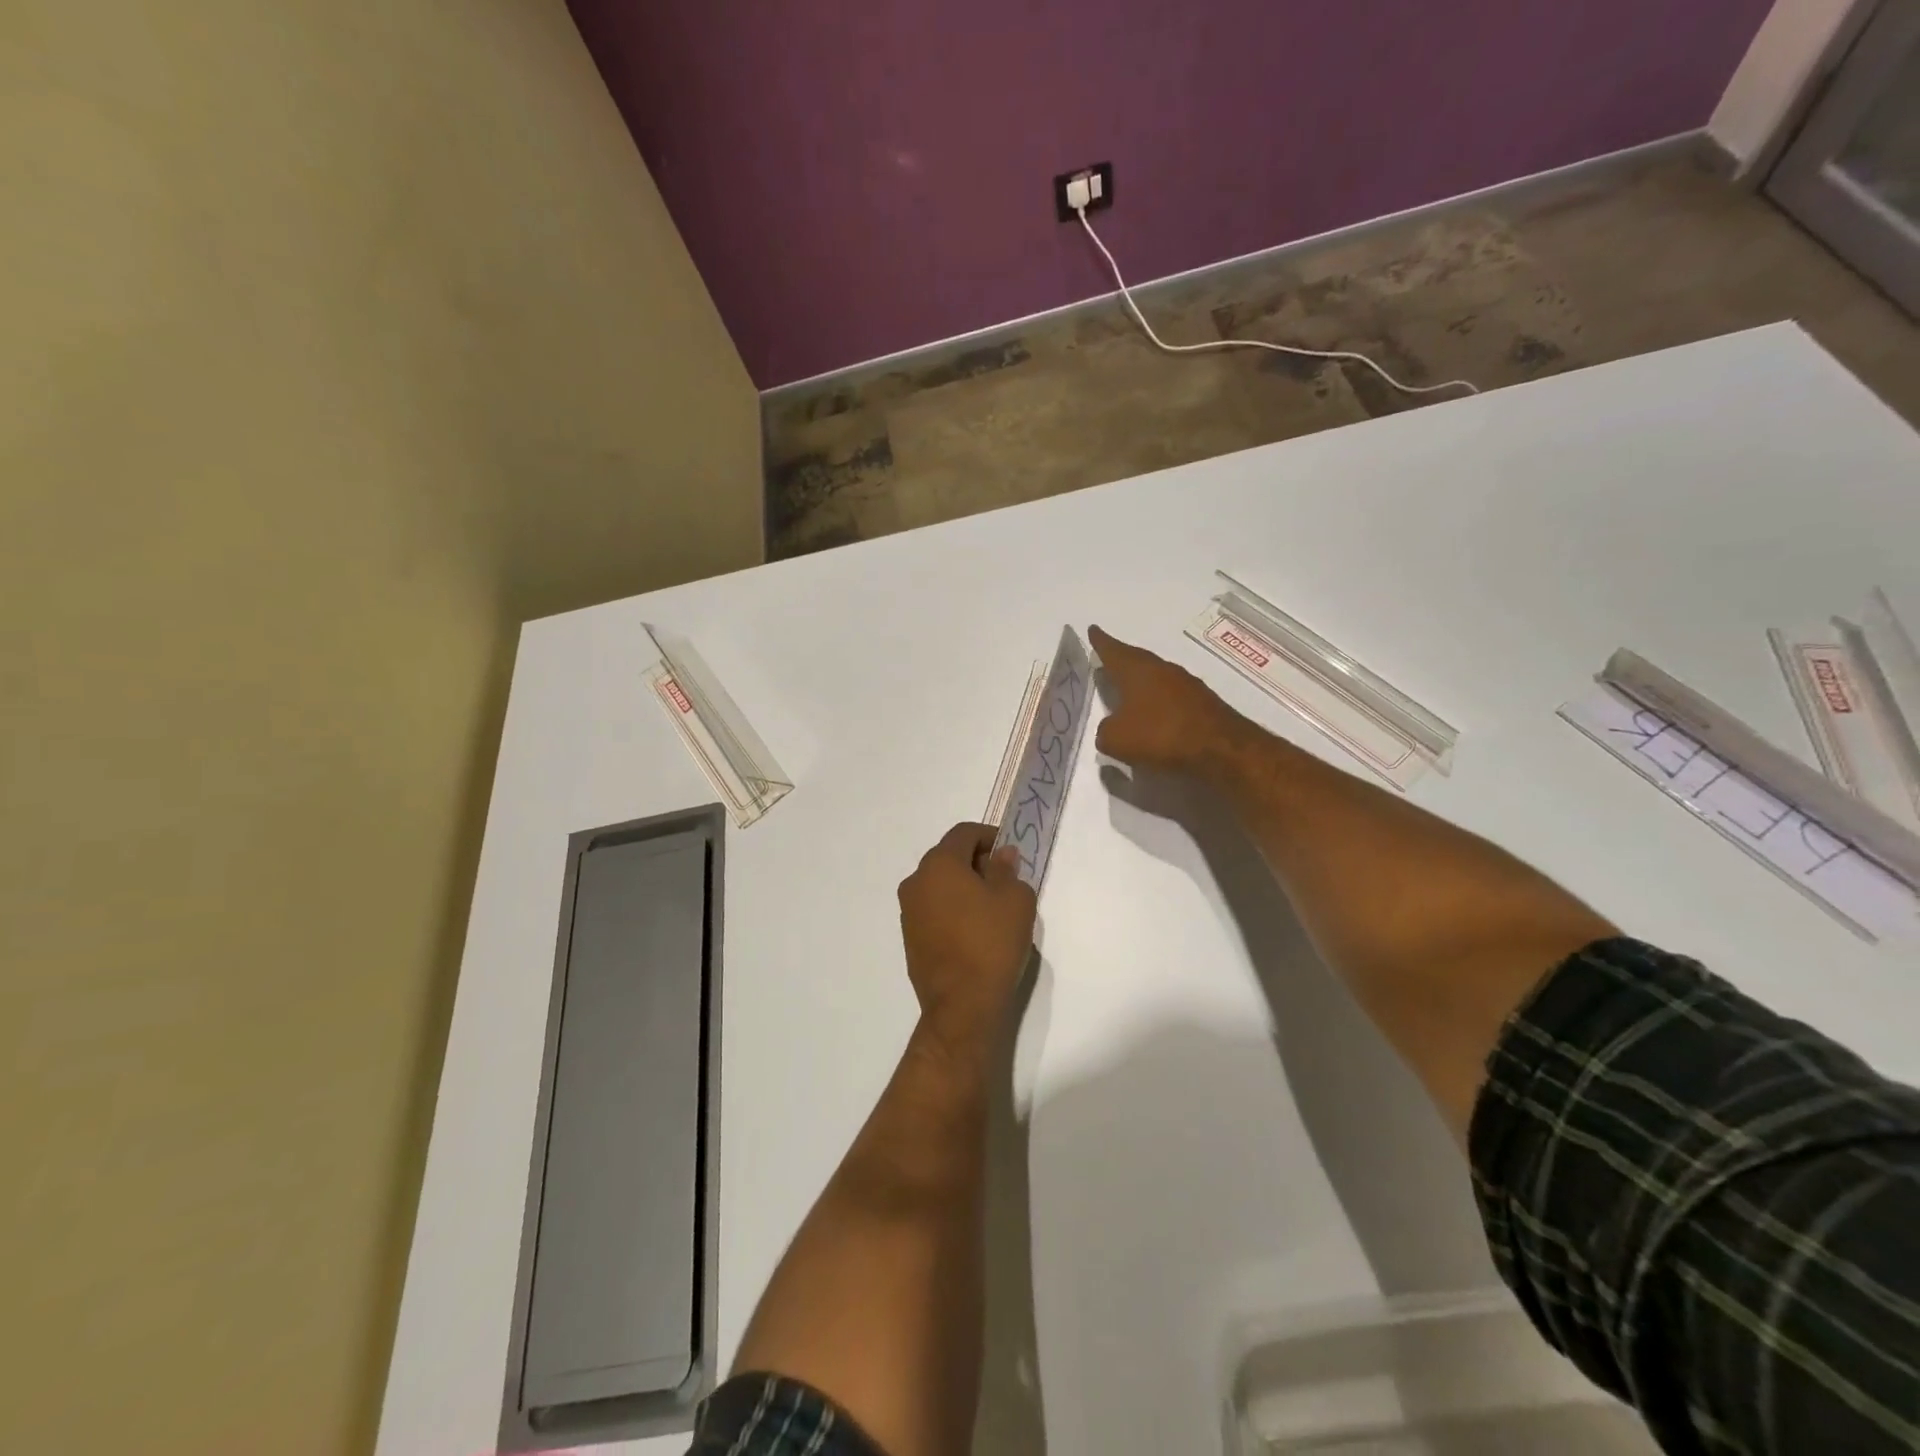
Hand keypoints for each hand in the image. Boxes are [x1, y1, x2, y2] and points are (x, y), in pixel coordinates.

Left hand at [897, 823, 1036, 1051]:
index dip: (990, 835)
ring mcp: (909, 911)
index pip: (964, 833)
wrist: (962, 1005)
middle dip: (977, 861)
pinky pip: (934, 909)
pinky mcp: (910, 937)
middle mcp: (916, 881)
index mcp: (939, 864)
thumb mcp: (1015, 899)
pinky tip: (975, 930)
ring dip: (964, 887)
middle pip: (949, 857)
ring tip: (992, 908)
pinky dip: (953, 909)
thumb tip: (1000, 856)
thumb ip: (1007, 869)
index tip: (1010, 852)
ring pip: (940, 884)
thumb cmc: (992, 943)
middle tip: (1006, 880)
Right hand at [1089, 625, 1246, 774]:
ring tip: (1129, 689)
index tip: (1093, 629)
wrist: (1219, 747)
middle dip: (1121, 659)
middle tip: (1108, 659)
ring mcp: (1185, 683)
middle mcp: (1161, 669)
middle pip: (1136, 659)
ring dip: (1142, 681)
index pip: (1112, 650)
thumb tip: (1110, 728)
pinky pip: (1172, 695)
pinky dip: (1159, 700)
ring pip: (1156, 676)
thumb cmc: (1160, 734)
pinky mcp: (1202, 701)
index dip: (1100, 641)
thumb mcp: (1116, 739)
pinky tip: (1155, 714)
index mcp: (1136, 670)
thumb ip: (1105, 731)